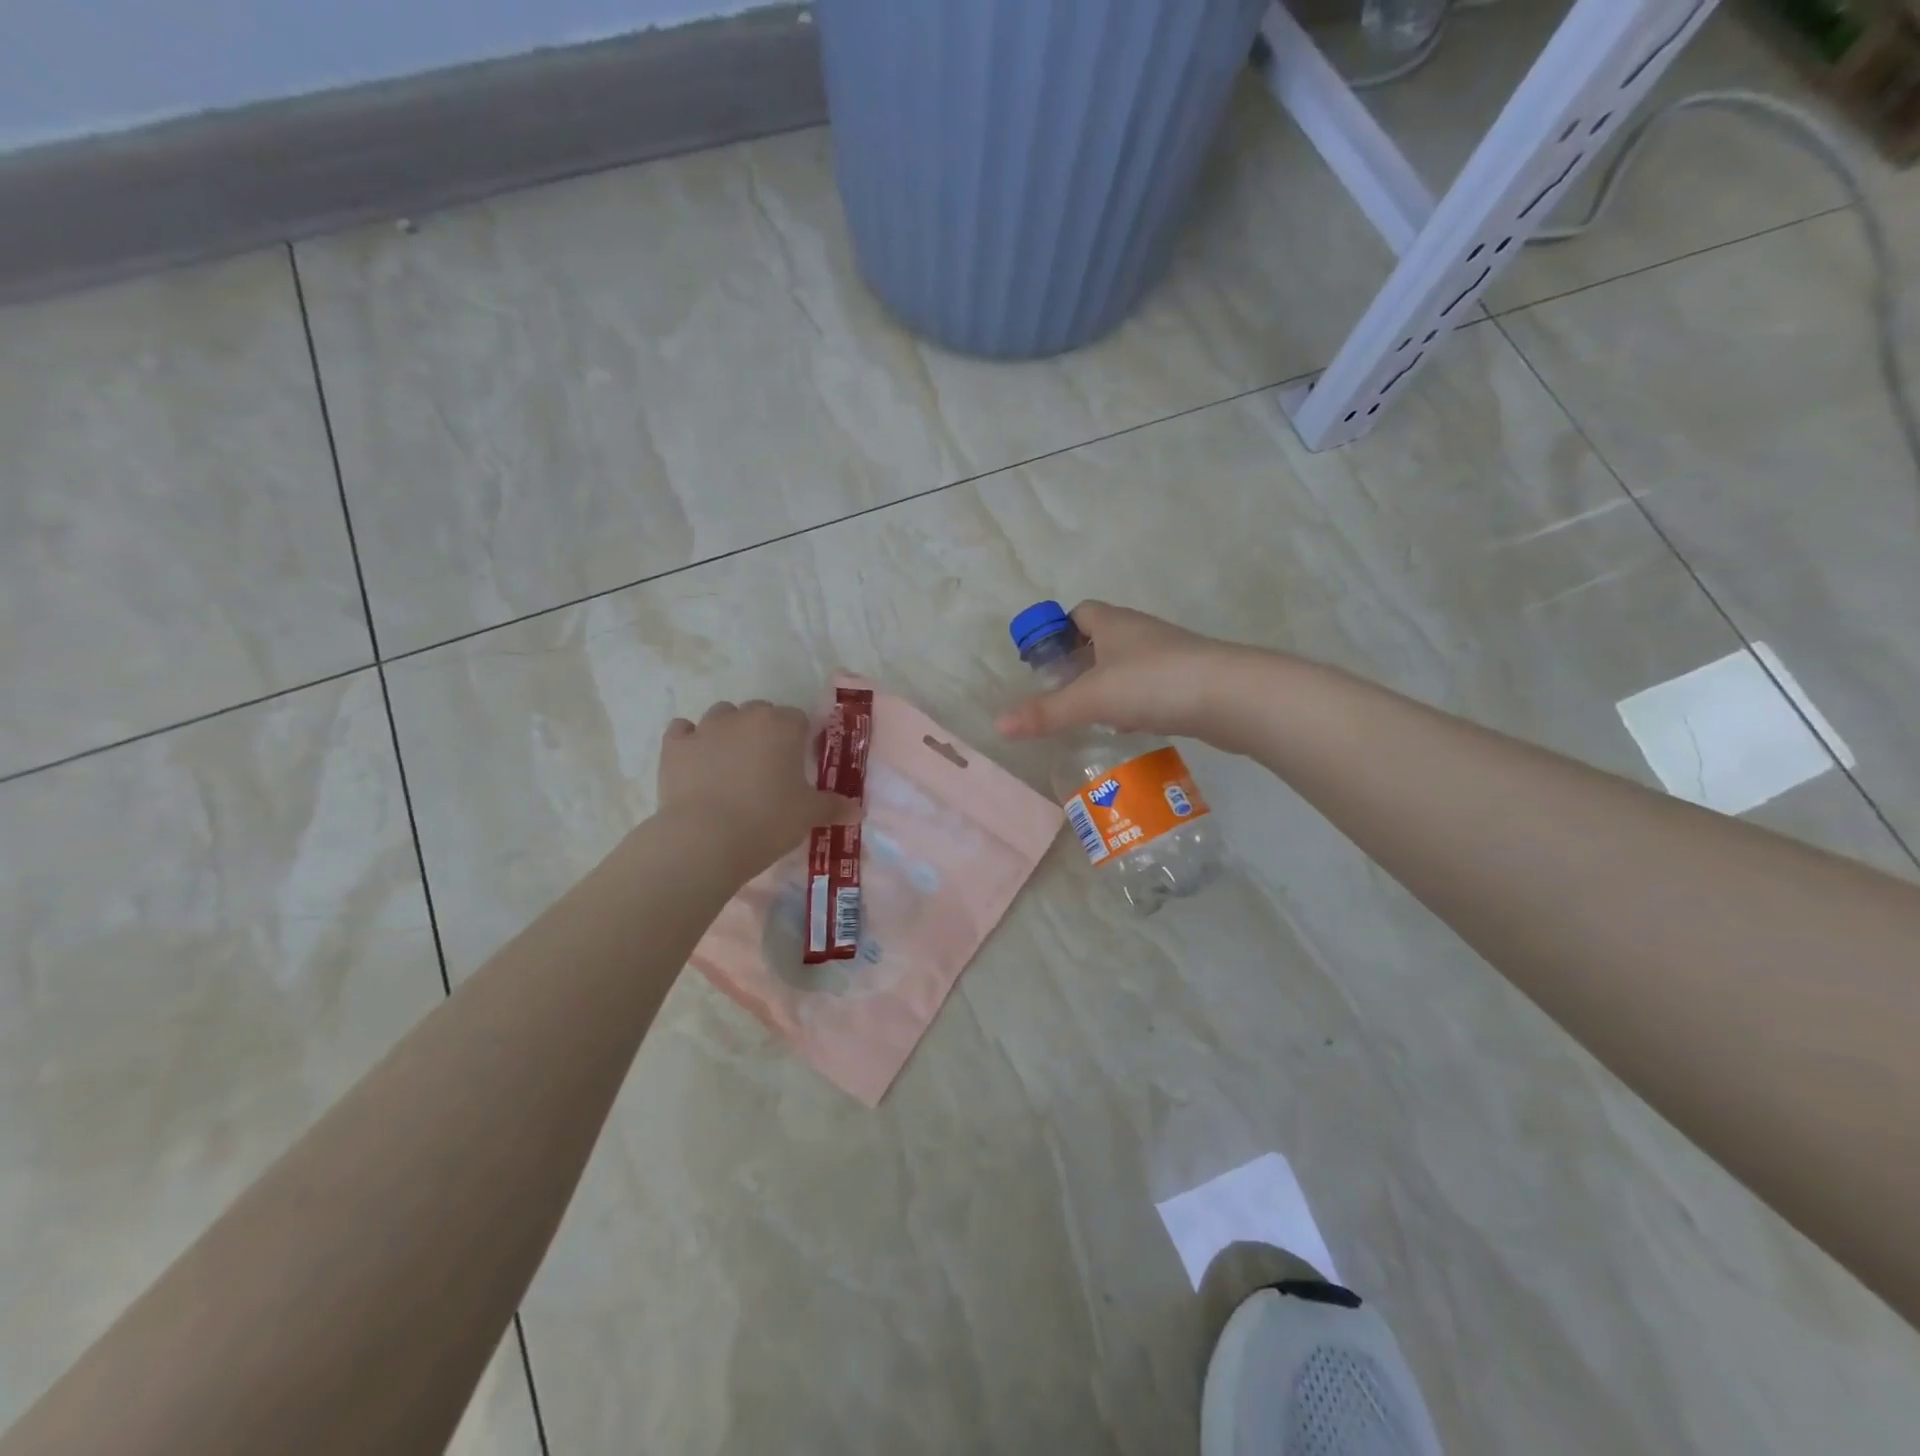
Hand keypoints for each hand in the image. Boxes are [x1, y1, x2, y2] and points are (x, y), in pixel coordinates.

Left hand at [657, 700, 861, 879]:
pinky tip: (695, 763)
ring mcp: (706, 728)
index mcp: (782, 725)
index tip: (798, 765)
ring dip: (728, 732)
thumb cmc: (768, 820)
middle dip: (764, 732)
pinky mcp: (674, 746)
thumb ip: (834, 807)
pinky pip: (683, 731)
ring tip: (731, 765)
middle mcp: (745, 717)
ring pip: (721, 716)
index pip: (798, 719)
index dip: (799, 740)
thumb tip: (858, 810)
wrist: (706, 839)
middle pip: (760, 712)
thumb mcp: (809, 815)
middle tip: (767, 768)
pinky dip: (690, 741)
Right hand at [994, 602, 1249, 744]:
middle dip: (1079, 662)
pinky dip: (1134, 703)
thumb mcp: (1091, 698)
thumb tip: (998, 724)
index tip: (1043, 661)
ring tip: (1088, 714)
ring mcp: (1168, 656)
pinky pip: (1150, 687)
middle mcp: (1140, 633)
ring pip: (1127, 665)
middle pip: (1101, 639)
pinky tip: (1127, 726)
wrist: (1232, 696)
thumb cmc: (1154, 683)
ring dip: (1108, 685)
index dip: (1057, 631)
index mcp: (1114, 623)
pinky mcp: (1188, 682)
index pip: (1079, 612)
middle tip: (1060, 693)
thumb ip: (1046, 712)